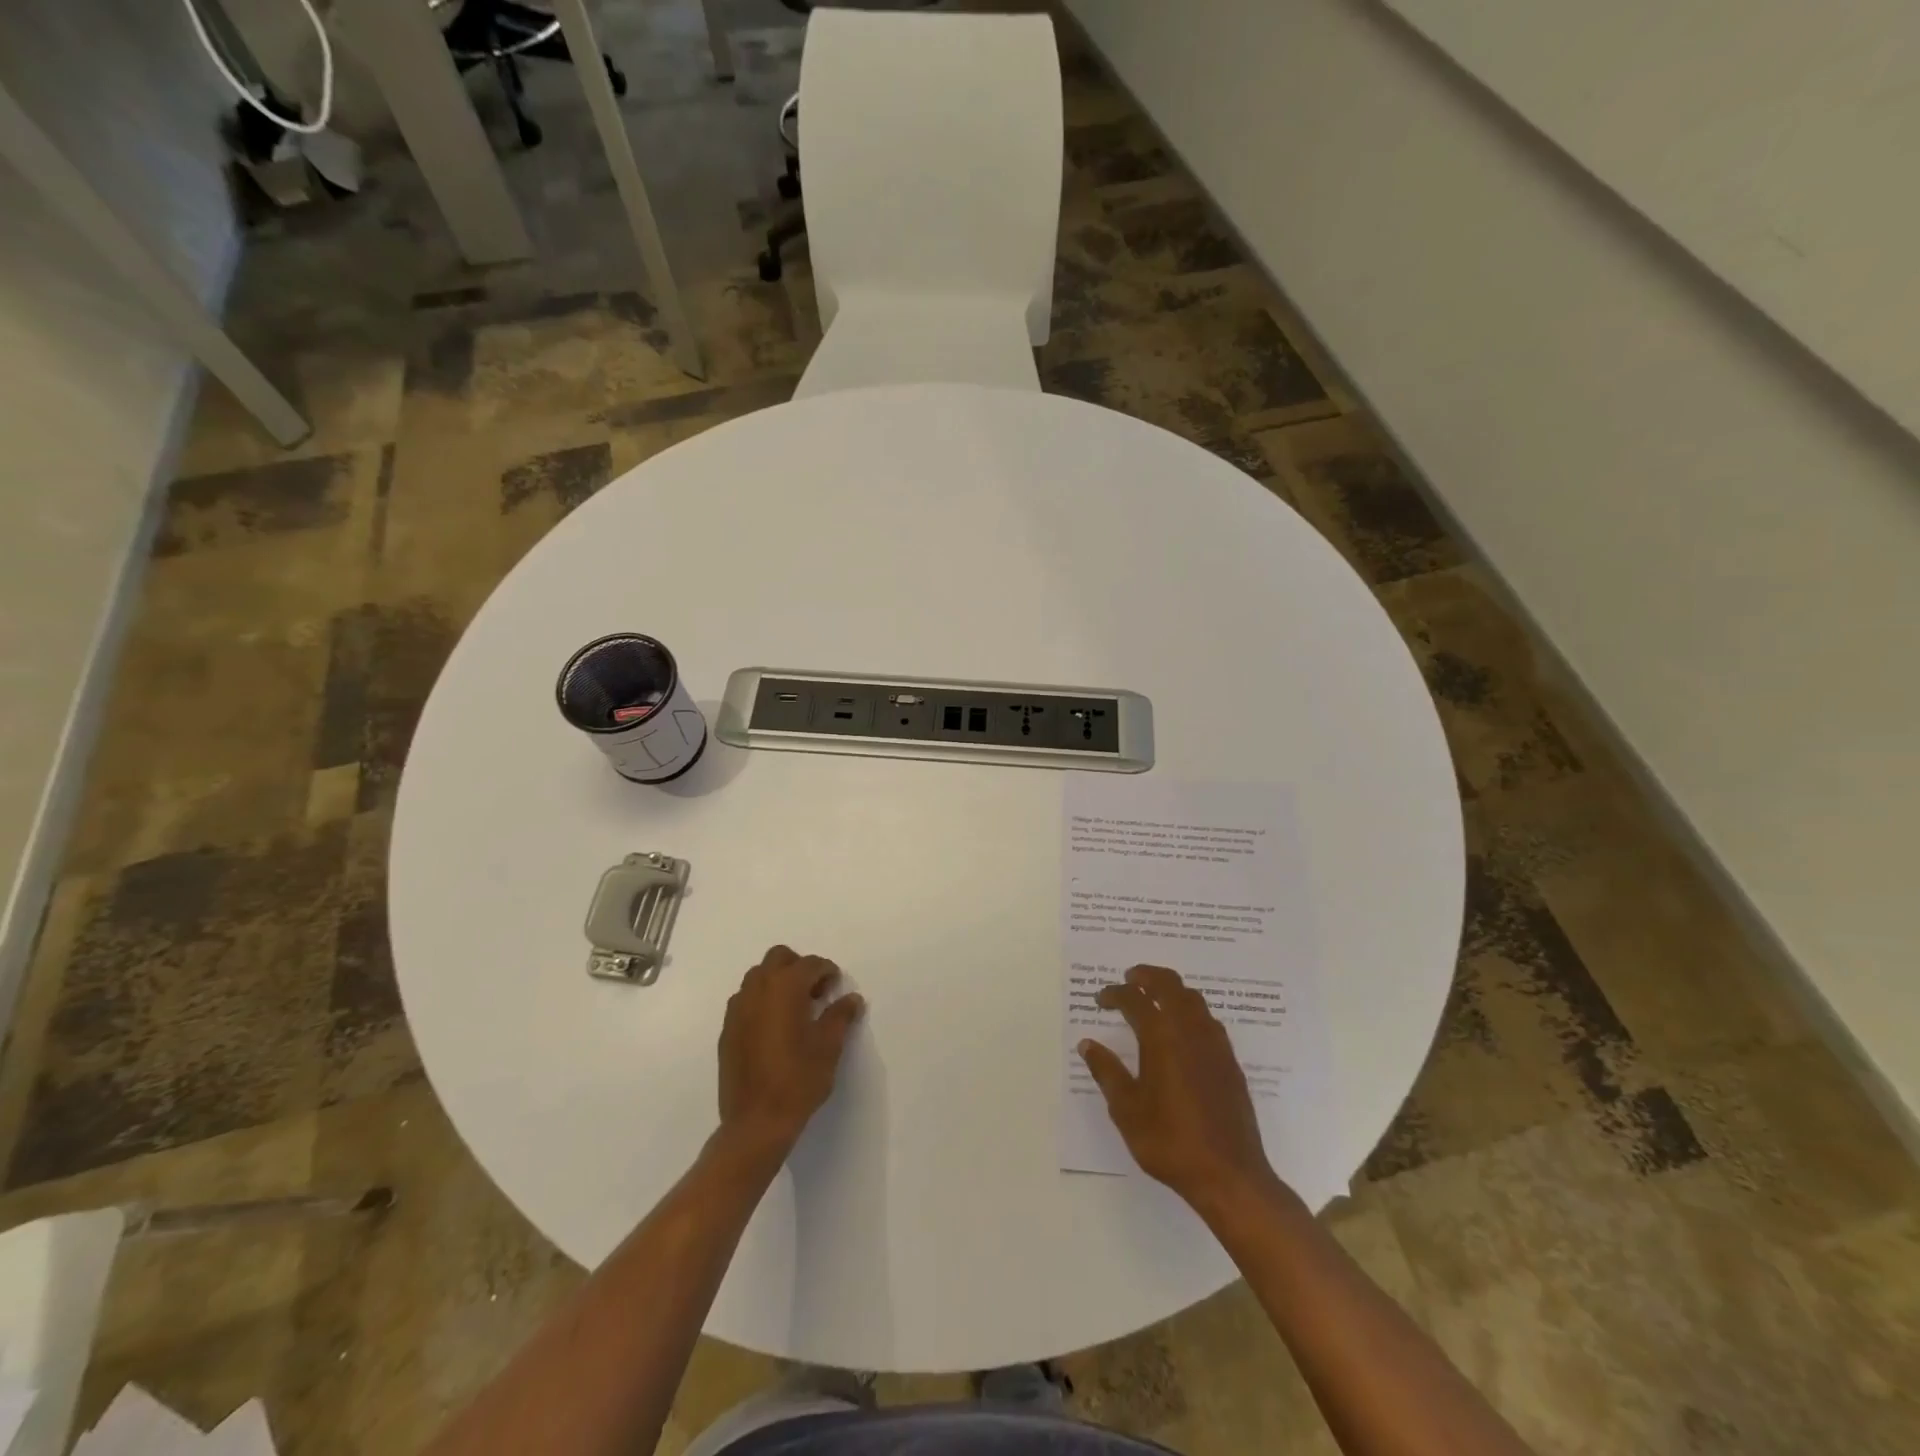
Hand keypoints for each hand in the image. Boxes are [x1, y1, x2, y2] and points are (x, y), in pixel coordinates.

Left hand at [718, 945, 864, 1154]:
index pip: (810, 964)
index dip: (827, 972)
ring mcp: (738, 1009)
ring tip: (795, 1010)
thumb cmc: (798, 1079)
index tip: (836, 987)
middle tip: (815, 992)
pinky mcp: (727, 1030)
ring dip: (778, 982)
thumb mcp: (829, 1046)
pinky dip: (762, 1002)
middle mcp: (757, 990)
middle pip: (778, 958)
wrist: (756, 1122)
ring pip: (758, 977)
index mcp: (785, 988)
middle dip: (799, 967)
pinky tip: (774, 1029)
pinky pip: (746, 1000)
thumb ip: (841, 1015)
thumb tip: (851, 998)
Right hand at [1080, 964, 1279, 1212]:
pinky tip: (1182, 1031)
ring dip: (1171, 990)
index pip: (1134, 1000)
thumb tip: (1088, 1044)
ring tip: (1155, 999)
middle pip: (1169, 984)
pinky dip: (1190, 1010)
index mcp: (1161, 1037)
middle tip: (1130, 979)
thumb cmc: (1170, 1141)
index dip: (1114, 994)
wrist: (1229, 1175)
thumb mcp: (1126, 1109)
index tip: (1101, 999)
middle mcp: (1190, 1030)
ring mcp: (1215, 1044)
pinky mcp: (1230, 1061)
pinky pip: (1208, 1019)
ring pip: (1193, 998)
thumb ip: (1106, 1072)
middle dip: (1147, 976)